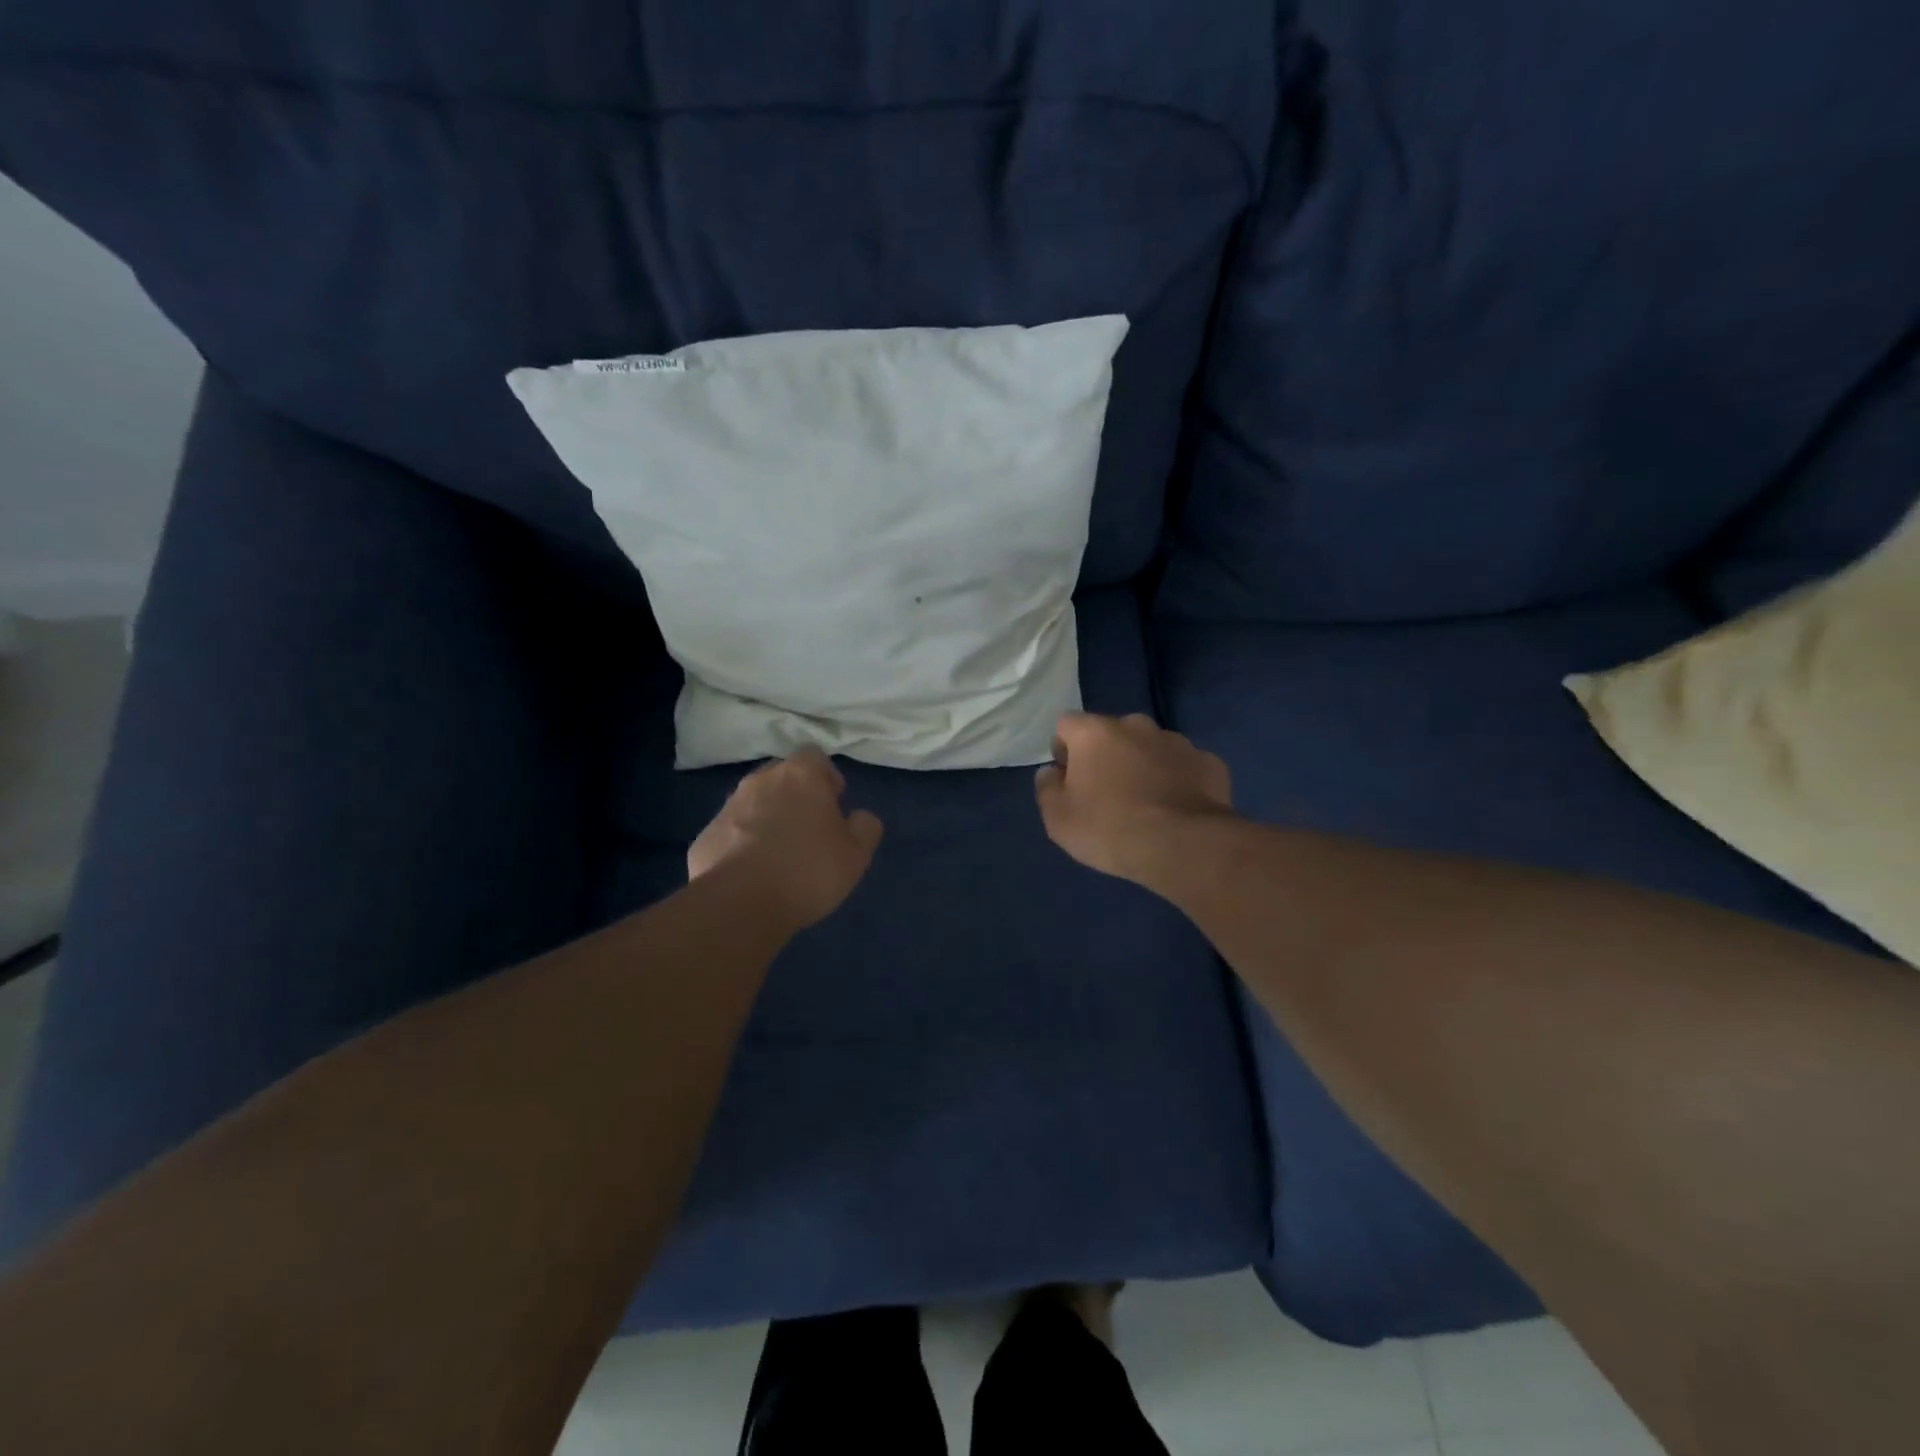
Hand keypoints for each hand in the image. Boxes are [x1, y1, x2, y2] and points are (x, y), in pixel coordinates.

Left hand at [689, 747, 884, 930]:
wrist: (739, 904)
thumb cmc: (808, 870)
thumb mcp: (857, 854)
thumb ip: (865, 827)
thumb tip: (859, 817)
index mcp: (801, 775)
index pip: (816, 758)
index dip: (827, 779)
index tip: (834, 806)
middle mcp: (761, 781)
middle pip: (782, 777)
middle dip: (795, 797)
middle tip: (809, 831)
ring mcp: (728, 807)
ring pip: (754, 804)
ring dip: (767, 820)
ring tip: (779, 857)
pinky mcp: (705, 836)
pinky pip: (732, 833)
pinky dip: (742, 846)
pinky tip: (753, 875)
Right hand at [1035, 713, 1233, 885]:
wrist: (1185, 846)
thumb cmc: (1110, 828)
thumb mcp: (1058, 819)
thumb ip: (1047, 788)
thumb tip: (1051, 773)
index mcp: (1094, 733)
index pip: (1066, 724)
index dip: (1063, 749)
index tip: (1068, 780)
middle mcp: (1136, 725)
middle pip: (1111, 733)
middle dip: (1106, 755)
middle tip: (1106, 795)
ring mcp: (1177, 741)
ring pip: (1149, 748)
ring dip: (1142, 766)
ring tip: (1145, 805)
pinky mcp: (1209, 762)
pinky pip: (1182, 767)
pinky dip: (1176, 781)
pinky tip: (1176, 810)